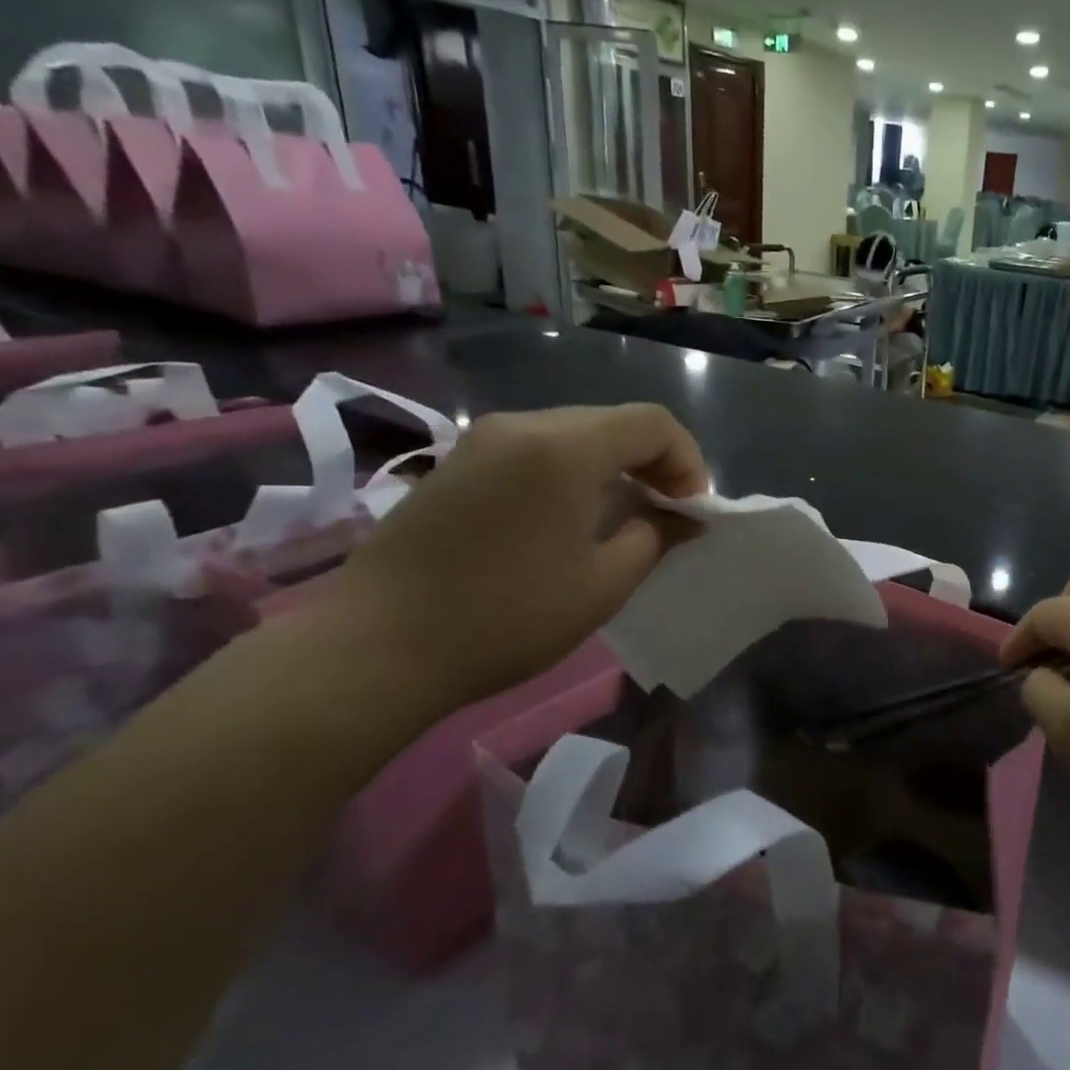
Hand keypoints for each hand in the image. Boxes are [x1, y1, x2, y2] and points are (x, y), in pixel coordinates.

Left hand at [324, 404, 705, 711]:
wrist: (378, 648)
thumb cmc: (508, 615)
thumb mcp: (604, 583)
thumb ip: (656, 535)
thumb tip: (684, 516)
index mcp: (564, 446)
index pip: (653, 422)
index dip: (688, 461)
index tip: (691, 511)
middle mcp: (523, 425)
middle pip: (613, 422)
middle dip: (654, 462)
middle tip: (666, 514)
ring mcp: (483, 440)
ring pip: (574, 433)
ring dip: (613, 467)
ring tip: (622, 518)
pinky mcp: (458, 464)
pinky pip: (535, 450)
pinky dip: (571, 472)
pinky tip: (568, 519)